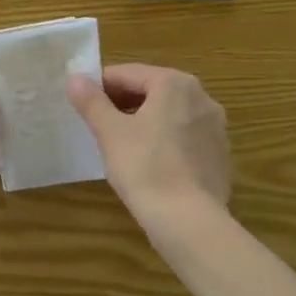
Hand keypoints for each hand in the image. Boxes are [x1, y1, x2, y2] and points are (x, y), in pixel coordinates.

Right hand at [68, 64, 228, 237]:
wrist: (188, 221)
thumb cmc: (144, 167)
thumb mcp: (110, 132)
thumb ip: (92, 101)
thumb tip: (75, 79)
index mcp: (175, 83)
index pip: (128, 74)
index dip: (100, 86)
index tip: (81, 103)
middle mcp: (202, 97)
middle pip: (152, 91)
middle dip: (123, 104)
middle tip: (97, 124)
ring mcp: (215, 128)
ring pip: (169, 115)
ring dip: (143, 122)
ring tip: (119, 144)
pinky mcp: (219, 156)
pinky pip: (184, 138)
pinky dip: (164, 142)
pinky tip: (148, 164)